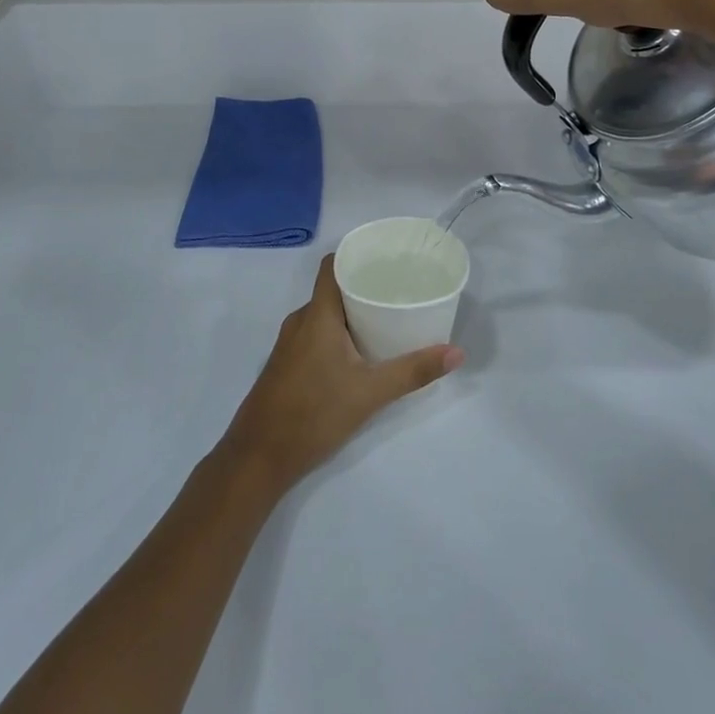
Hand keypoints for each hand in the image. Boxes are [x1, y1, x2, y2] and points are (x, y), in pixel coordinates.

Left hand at [220, 256, 462, 494]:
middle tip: (398, 289)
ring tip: (385, 317)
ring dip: (351, 312)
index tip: (385, 257)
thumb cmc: (313, 414)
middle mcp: (300, 321)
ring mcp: (289, 344)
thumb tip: (457, 353)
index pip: (332, 266)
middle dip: (363, 286)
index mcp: (317, 315)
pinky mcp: (286, 364)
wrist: (258, 457)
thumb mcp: (370, 393)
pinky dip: (337, 332)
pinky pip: (315, 333)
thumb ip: (413, 371)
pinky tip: (359, 350)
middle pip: (332, 289)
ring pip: (324, 314)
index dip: (356, 255)